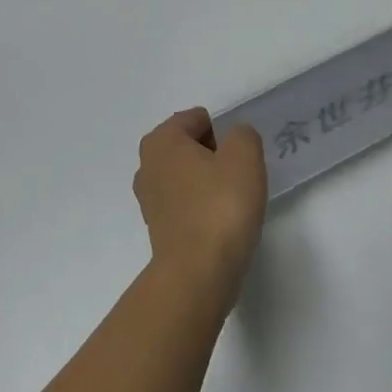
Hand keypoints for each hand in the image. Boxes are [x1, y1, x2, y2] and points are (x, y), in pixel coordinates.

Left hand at [133, 109, 267, 297]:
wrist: (198, 273)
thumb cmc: (220, 206)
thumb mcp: (244, 157)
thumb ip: (242, 135)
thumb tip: (234, 139)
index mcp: (161, 141)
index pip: (196, 118)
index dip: (224, 131)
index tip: (242, 154)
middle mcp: (147, 165)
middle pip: (189, 146)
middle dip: (215, 154)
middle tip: (240, 174)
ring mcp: (149, 199)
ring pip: (187, 176)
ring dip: (209, 182)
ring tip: (234, 199)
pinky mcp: (159, 228)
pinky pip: (186, 203)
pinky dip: (203, 206)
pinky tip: (221, 221)